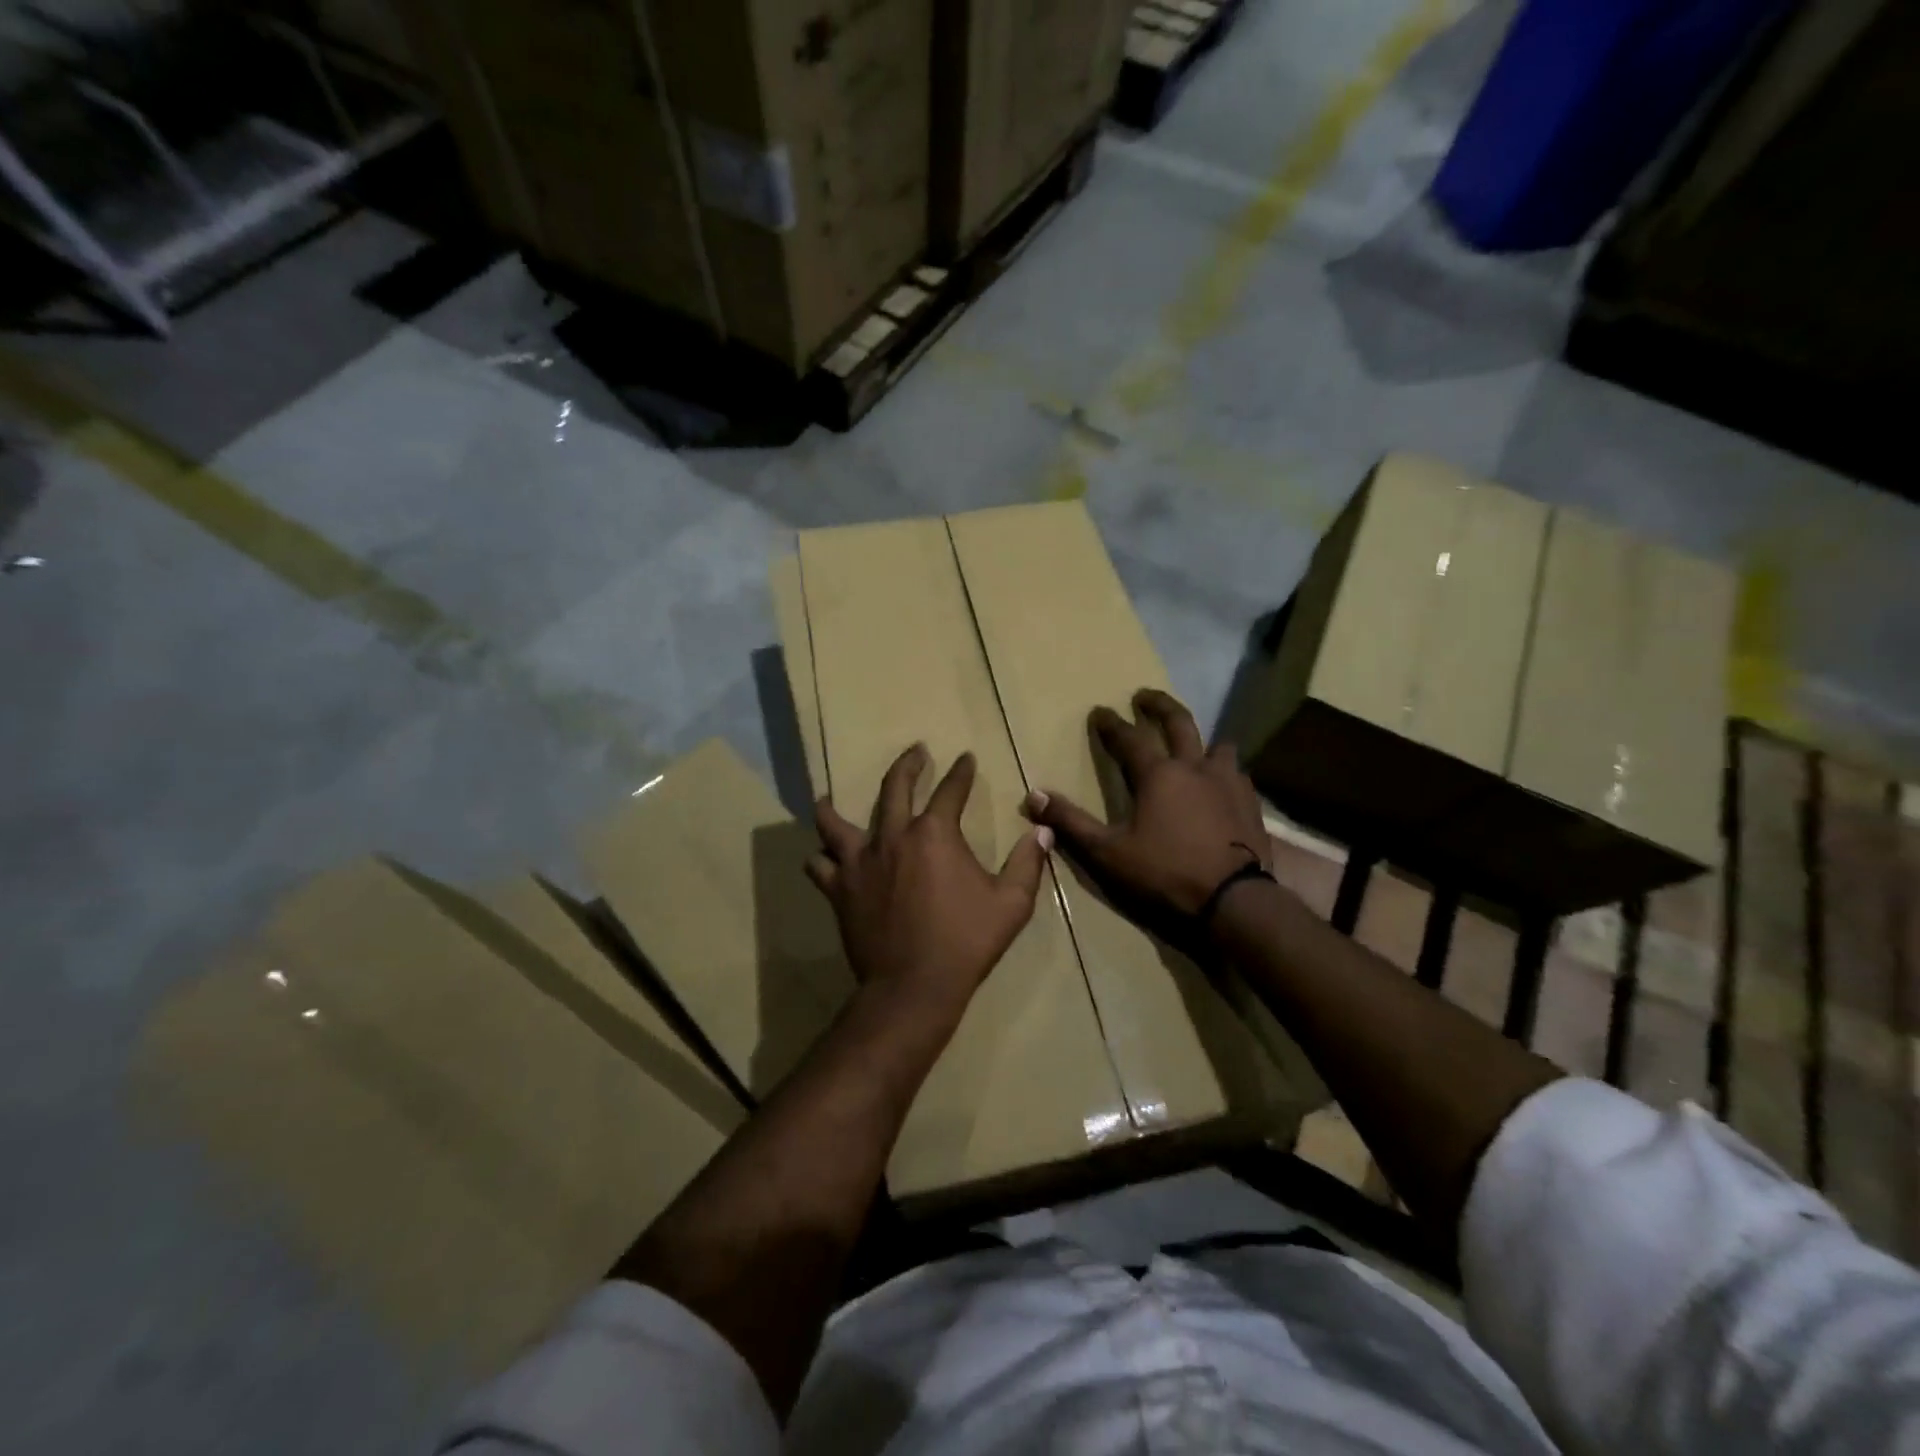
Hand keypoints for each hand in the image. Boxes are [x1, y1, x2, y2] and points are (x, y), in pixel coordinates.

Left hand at [808, 744, 1050, 1026]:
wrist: (914, 987)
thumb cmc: (965, 942)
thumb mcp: (1011, 904)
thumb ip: (1027, 863)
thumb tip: (1042, 832)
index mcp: (935, 834)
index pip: (951, 790)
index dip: (961, 772)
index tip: (965, 758)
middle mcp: (893, 837)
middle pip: (894, 787)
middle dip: (907, 764)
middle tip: (915, 751)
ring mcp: (860, 862)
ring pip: (835, 821)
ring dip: (833, 805)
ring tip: (829, 797)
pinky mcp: (839, 889)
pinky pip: (819, 865)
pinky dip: (821, 858)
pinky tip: (824, 856)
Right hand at [1024, 688, 1271, 945]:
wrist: (1234, 900)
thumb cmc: (1165, 873)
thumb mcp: (1108, 852)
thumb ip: (1071, 822)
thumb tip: (1033, 794)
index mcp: (1158, 774)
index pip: (1128, 738)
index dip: (1110, 723)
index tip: (1099, 711)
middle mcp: (1194, 766)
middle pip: (1178, 721)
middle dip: (1158, 705)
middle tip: (1144, 695)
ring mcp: (1228, 782)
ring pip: (1217, 744)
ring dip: (1201, 739)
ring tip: (1193, 743)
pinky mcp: (1250, 801)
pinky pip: (1237, 772)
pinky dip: (1224, 770)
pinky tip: (1221, 784)